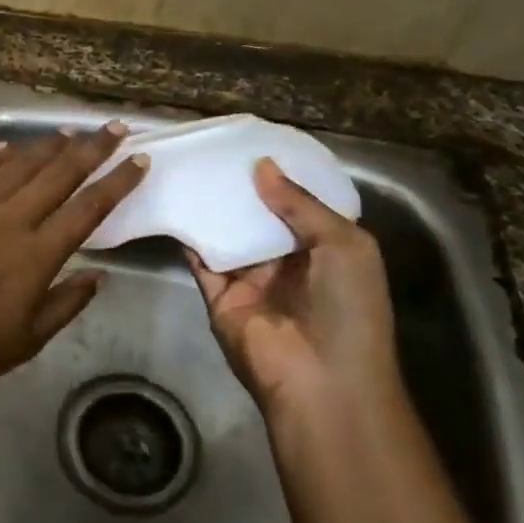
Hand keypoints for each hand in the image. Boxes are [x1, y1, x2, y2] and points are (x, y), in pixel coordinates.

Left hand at [0, 125, 147, 399]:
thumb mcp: (27, 341)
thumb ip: (66, 304)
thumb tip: (99, 275)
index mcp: (37, 255)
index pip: (88, 208)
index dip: (117, 182)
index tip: (139, 161)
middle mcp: (10, 220)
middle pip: (59, 174)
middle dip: (92, 148)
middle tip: (114, 128)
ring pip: (18, 164)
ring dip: (48, 145)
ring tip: (69, 132)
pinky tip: (9, 146)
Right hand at [187, 158, 397, 418]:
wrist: (321, 381)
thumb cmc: (348, 307)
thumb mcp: (344, 244)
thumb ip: (301, 204)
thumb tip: (261, 166)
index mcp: (325, 248)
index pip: (301, 204)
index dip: (283, 175)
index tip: (257, 142)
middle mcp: (287, 261)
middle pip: (260, 215)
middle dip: (243, 186)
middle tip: (216, 147)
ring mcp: (251, 279)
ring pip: (228, 233)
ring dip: (214, 205)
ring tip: (192, 165)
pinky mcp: (220, 296)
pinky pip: (202, 260)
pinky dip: (189, 235)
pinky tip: (175, 202)